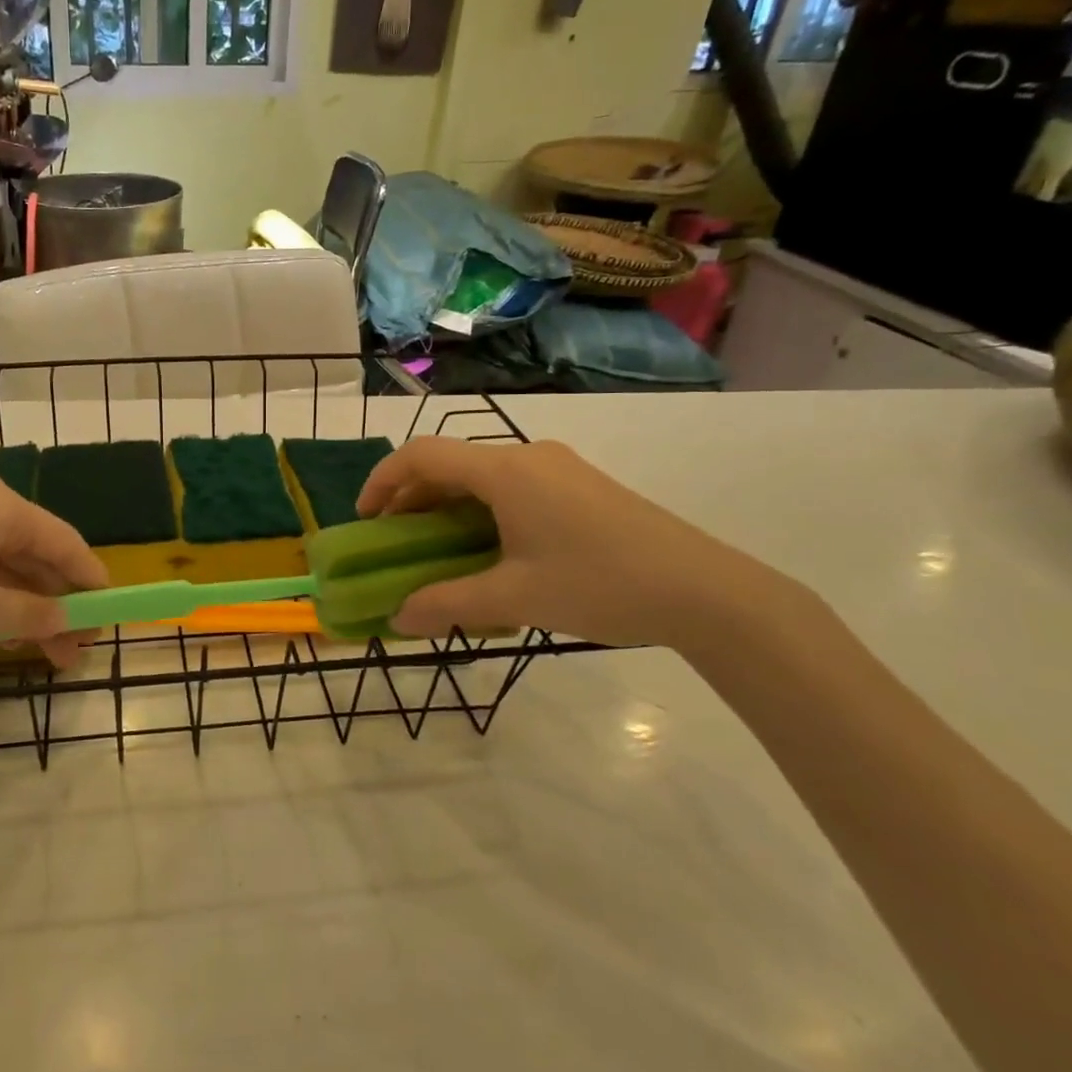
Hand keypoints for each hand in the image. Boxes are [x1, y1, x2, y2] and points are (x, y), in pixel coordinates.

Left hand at [0, 476, 107, 666]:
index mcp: (3, 508)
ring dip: (27, 608)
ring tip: (42, 654)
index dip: (91, 581)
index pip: (66, 542)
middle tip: (74, 651)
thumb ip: (31, 615)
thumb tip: (65, 620)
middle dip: (58, 604)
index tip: (109, 616)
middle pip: (37, 555)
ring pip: (6, 564)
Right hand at [357, 437, 791, 649]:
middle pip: (450, 463)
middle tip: (395, 541)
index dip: (382, 480)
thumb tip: (398, 617)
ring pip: (482, 475)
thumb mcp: (514, 598)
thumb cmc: (600, 584)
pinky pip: (512, 486)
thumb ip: (447, 604)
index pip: (422, 455)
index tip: (365, 519)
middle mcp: (528, 456)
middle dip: (412, 498)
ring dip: (448, 506)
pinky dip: (481, 510)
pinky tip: (490, 550)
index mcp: (504, 470)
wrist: (706, 591)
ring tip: (437, 549)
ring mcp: (558, 468)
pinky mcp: (580, 486)